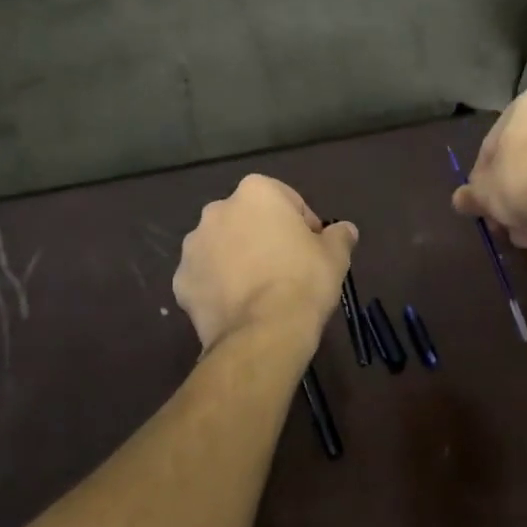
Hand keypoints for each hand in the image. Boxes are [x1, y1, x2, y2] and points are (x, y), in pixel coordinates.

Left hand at [173, 175, 358, 354]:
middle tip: (286, 268)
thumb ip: (339, 236)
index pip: (286, 201)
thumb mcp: (335, 256)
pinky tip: (238, 307)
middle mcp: (218, 210)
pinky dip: (218, 287)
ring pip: (222, 246)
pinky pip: (205, 277)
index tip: (313, 250)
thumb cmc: (303, 281)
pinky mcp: (181, 281)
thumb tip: (345, 230)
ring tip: (259, 290)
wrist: (262, 334)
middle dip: (264, 237)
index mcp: (255, 192)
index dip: (303, 225)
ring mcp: (194, 246)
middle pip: (248, 220)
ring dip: (237, 259)